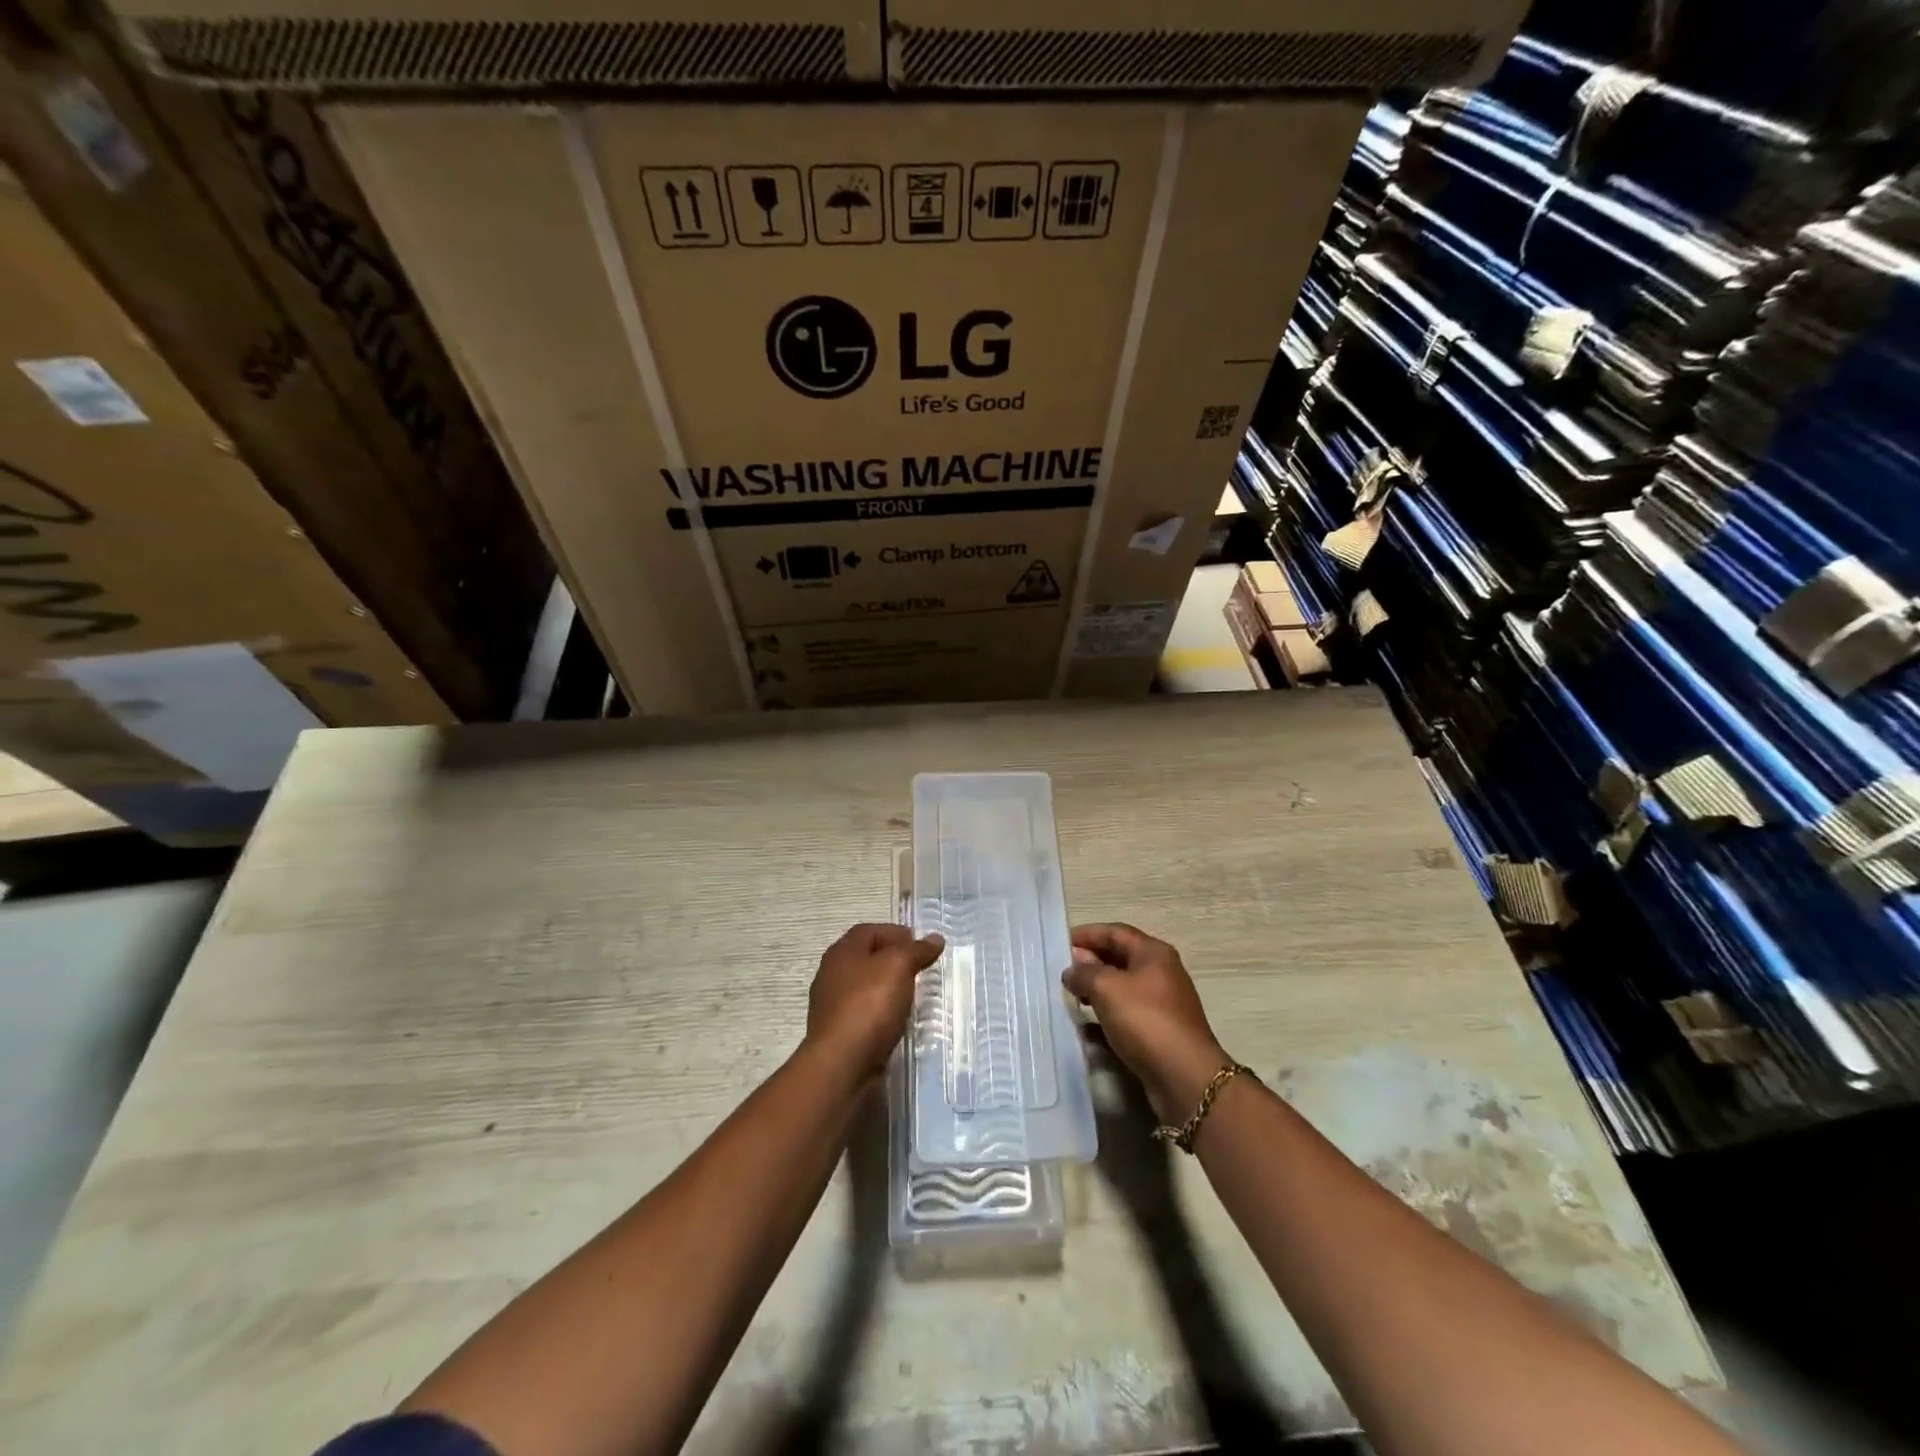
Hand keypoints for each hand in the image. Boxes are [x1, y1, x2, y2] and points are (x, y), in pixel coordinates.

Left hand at [806, 923, 944, 1081]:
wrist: (841, 1064)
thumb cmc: (869, 1005)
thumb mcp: (898, 966)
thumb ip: (916, 950)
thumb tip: (935, 938)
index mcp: (842, 952)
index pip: (869, 931)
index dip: (895, 933)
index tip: (920, 945)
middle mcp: (832, 974)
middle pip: (865, 958)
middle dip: (892, 959)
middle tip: (919, 968)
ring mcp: (832, 1006)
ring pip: (864, 987)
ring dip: (887, 987)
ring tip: (912, 995)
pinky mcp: (838, 1033)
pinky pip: (863, 1013)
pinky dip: (880, 1012)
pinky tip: (896, 1020)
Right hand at [1065, 924, 1232, 1123]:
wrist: (1184, 1078)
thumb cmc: (1145, 1021)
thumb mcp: (1107, 988)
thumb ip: (1084, 973)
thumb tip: (1072, 970)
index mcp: (1153, 953)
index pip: (1114, 932)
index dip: (1087, 934)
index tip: (1059, 943)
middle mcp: (1160, 973)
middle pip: (1119, 958)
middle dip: (1089, 963)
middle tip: (1061, 972)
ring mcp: (1161, 1004)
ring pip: (1121, 989)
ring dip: (1095, 991)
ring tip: (1070, 998)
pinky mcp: (1158, 1032)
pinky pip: (1125, 1017)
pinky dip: (1104, 1019)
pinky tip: (1085, 1030)